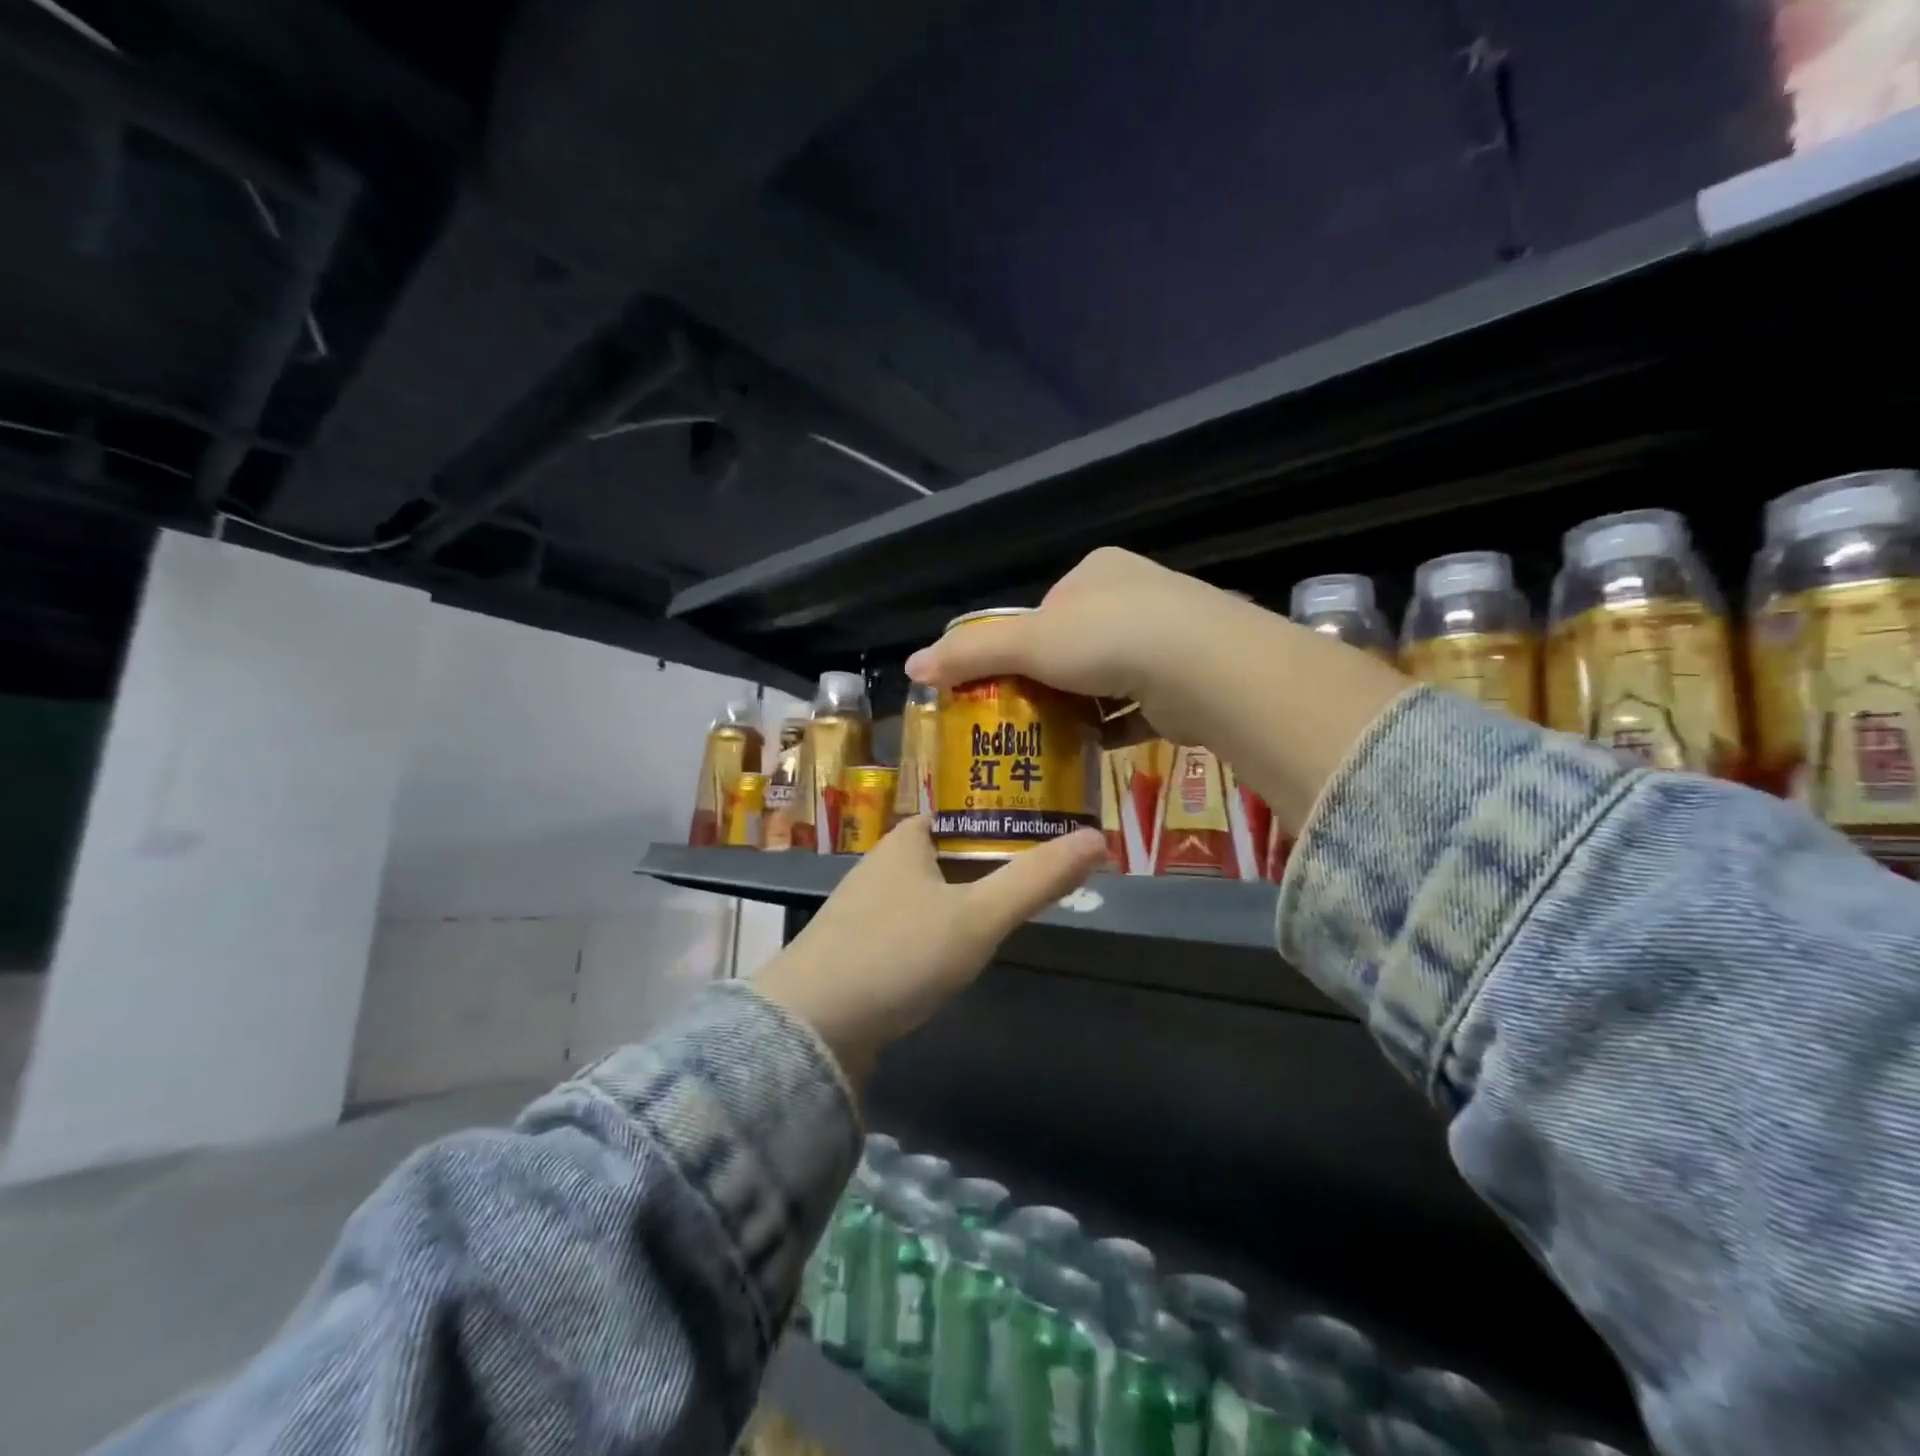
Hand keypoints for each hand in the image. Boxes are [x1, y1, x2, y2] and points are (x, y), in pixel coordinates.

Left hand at [754, 817, 1105, 1089]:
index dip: (996, 825)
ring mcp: (860, 912)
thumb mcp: (979, 916)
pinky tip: (946, 961)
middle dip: (980, 868)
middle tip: (1029, 885)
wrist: (811, 1027)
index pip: (956, 817)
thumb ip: (1037, 880)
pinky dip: (931, 937)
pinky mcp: (851, 953)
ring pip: (923, 895)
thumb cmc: (899, 954)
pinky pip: (904, 931)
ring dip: (955, 904)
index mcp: (905, 841)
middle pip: (941, 856)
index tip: (1037, 841)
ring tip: (998, 921)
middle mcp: (878, 867)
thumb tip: (1098, 839)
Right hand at [904, 547, 1233, 746]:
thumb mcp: (1027, 643)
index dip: (1023, 644)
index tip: (1007, 680)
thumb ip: (970, 653)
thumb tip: (912, 666)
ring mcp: (1169, 636)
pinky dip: (1117, 725)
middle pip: (1079, 642)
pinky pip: (1140, 704)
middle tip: (1028, 715)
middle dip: (1054, 678)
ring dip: (1085, 705)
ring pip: (1111, 675)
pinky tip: (1096, 746)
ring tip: (1056, 736)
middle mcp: (1136, 595)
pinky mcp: (1188, 679)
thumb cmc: (1106, 640)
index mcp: (1097, 572)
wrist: (1202, 669)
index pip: (1047, 608)